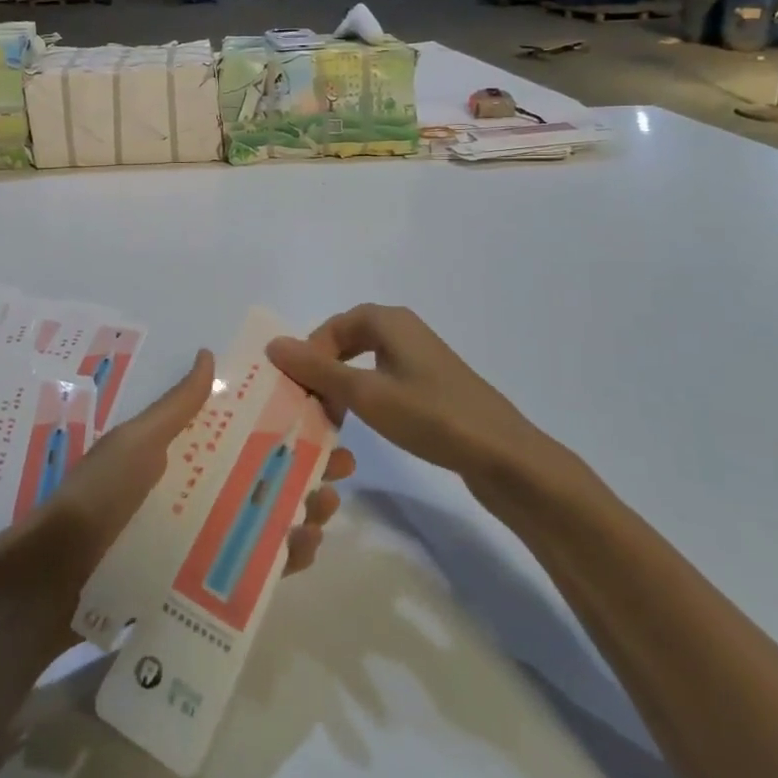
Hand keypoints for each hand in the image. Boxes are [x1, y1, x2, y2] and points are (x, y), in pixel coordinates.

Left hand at [36, 349, 355, 581]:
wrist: (55, 581)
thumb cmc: (100, 498)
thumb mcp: (136, 442)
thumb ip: (176, 407)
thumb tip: (208, 354)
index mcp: (183, 452)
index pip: (242, 430)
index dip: (283, 422)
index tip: (322, 416)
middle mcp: (197, 490)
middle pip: (262, 474)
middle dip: (304, 467)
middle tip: (340, 470)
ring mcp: (200, 537)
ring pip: (264, 519)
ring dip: (301, 511)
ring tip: (323, 510)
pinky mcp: (201, 582)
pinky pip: (251, 567)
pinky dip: (282, 558)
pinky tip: (302, 550)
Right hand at [266, 305, 556, 486]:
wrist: (505, 456)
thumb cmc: (431, 417)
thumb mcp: (365, 394)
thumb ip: (317, 368)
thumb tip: (273, 343)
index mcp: (389, 321)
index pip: (332, 326)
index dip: (309, 354)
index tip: (299, 391)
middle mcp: (404, 330)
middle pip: (347, 341)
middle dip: (324, 371)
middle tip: (311, 405)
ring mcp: (421, 358)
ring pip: (365, 362)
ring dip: (343, 386)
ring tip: (333, 419)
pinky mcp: (433, 385)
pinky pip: (385, 379)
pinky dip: (366, 396)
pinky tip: (366, 423)